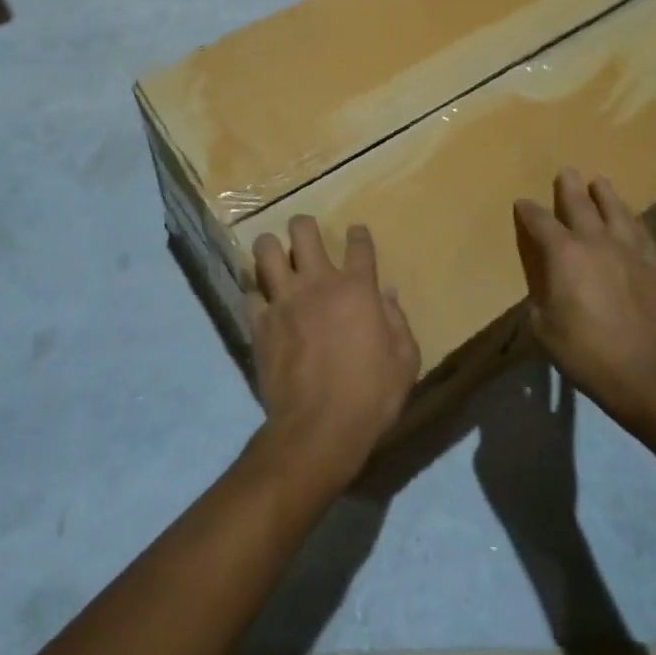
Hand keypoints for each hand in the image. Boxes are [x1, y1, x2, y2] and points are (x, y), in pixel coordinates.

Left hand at [249, 216, 420, 488]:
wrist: (320, 429)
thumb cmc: (371, 396)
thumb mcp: (405, 361)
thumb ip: (398, 322)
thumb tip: (388, 293)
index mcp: (357, 288)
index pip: (359, 245)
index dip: (359, 234)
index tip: (357, 232)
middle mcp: (318, 282)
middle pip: (302, 230)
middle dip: (303, 226)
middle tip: (305, 237)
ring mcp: (284, 300)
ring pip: (266, 250)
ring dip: (271, 249)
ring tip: (276, 258)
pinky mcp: (259, 322)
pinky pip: (250, 293)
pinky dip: (256, 294)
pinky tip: (263, 303)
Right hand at [514, 169, 655, 426]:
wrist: (641, 373)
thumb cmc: (582, 350)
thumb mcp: (542, 324)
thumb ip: (541, 293)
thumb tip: (546, 282)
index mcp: (563, 253)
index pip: (540, 221)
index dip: (528, 211)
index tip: (522, 204)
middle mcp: (595, 241)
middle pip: (580, 203)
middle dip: (569, 186)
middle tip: (566, 172)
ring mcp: (629, 251)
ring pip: (616, 211)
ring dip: (605, 194)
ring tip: (599, 182)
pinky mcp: (653, 265)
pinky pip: (642, 233)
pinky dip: (632, 221)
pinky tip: (631, 219)